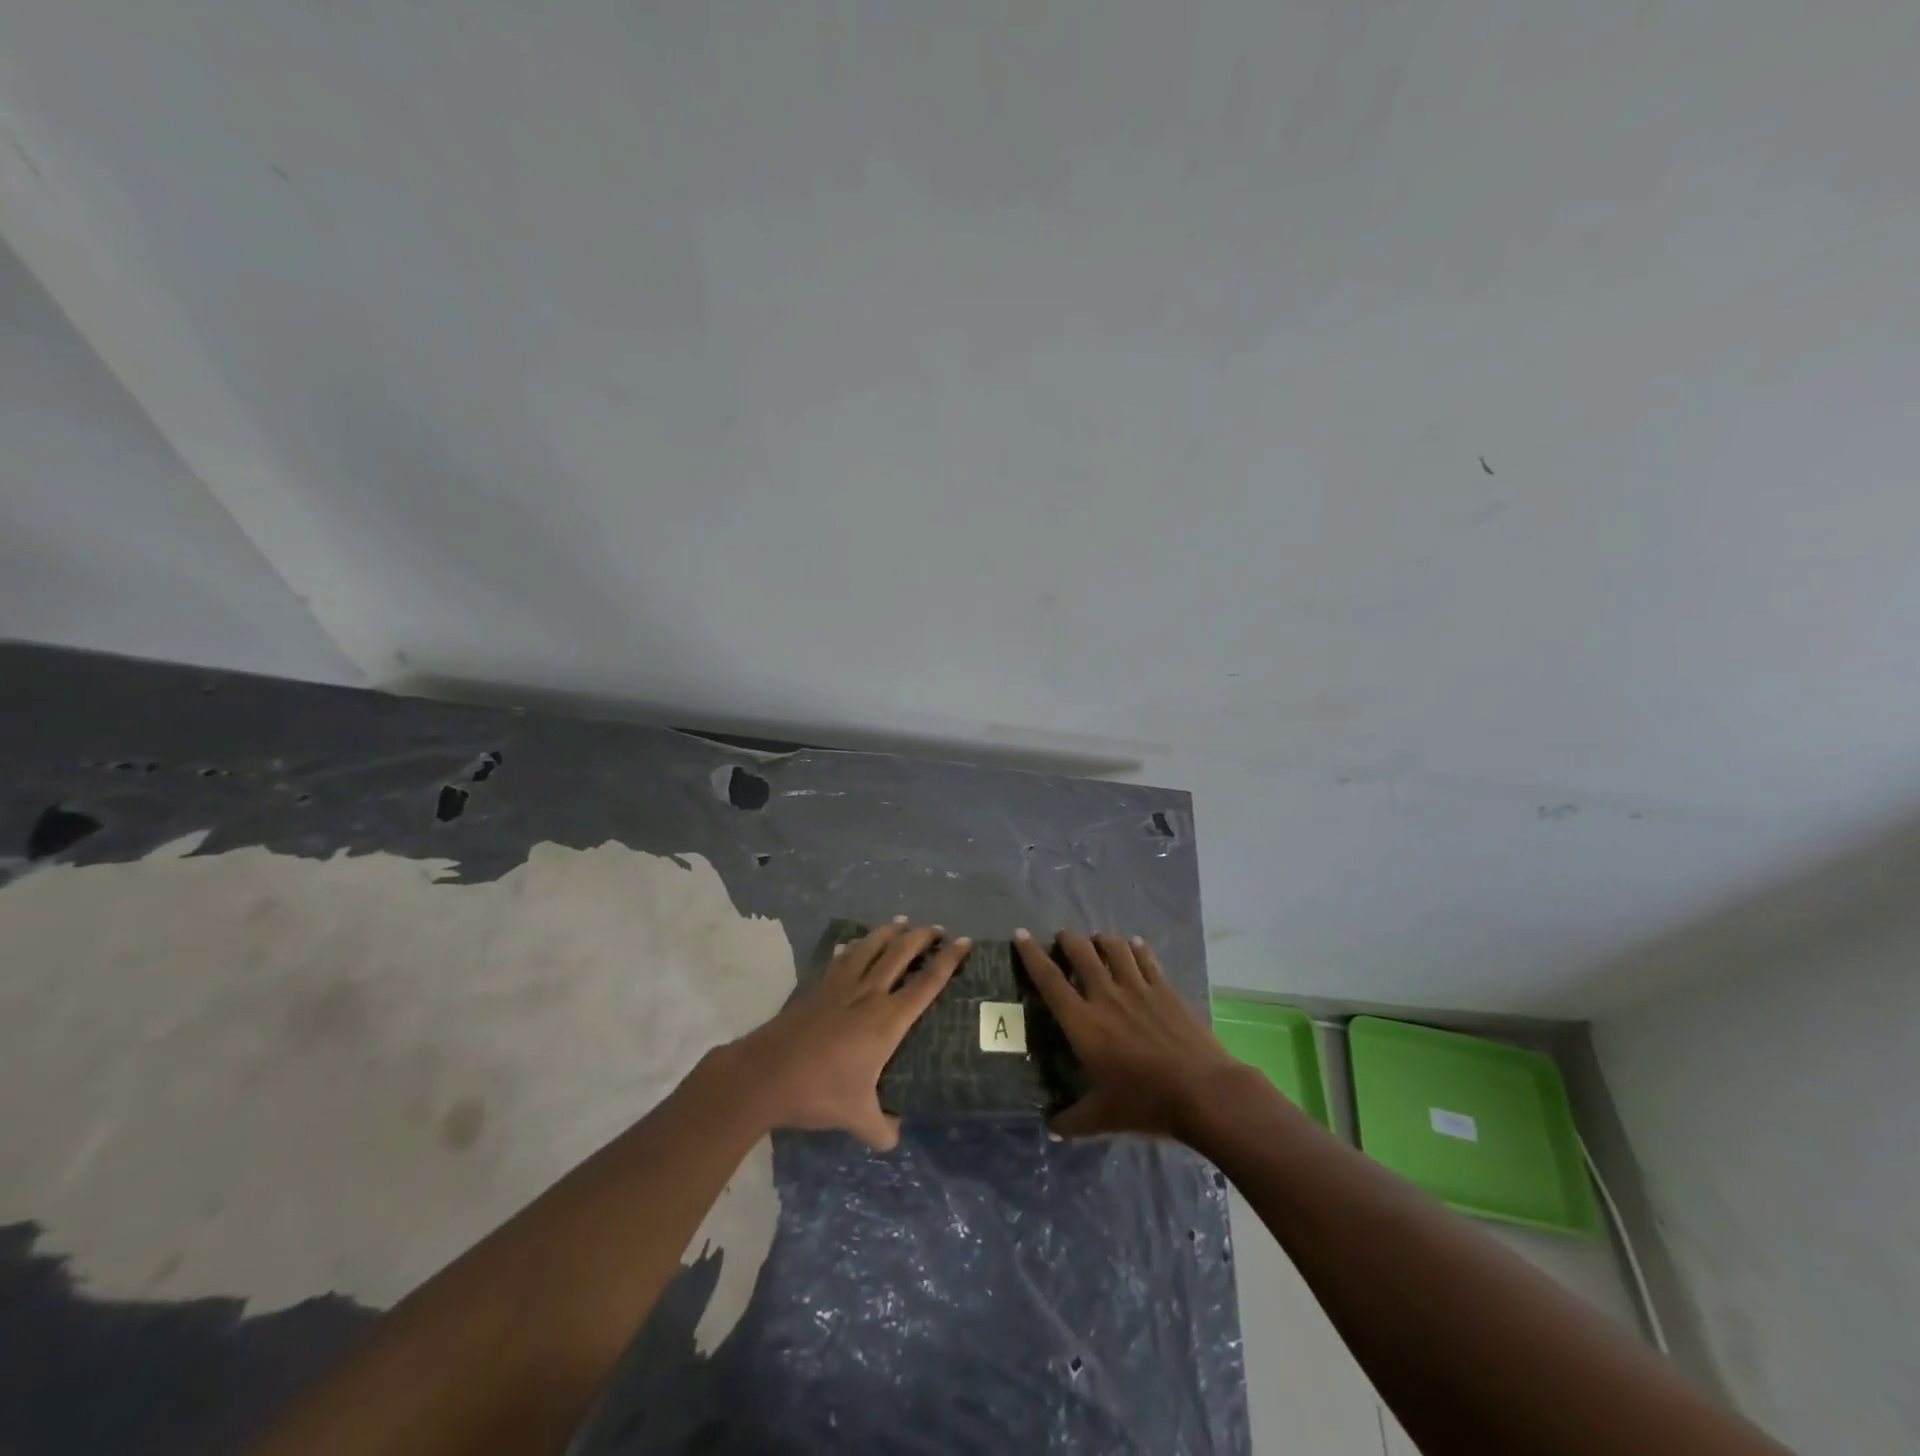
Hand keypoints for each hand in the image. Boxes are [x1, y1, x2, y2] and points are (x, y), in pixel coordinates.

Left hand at [729, 918, 970, 1150]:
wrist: (765, 1074)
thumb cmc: (818, 1092)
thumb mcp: (857, 1118)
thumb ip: (882, 1129)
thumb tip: (895, 1136)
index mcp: (887, 1020)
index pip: (927, 983)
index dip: (949, 960)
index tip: (964, 942)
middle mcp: (868, 994)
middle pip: (901, 953)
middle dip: (922, 937)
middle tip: (937, 929)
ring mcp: (840, 986)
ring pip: (870, 947)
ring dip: (889, 932)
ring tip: (901, 921)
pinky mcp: (817, 987)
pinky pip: (841, 959)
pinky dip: (852, 947)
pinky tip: (853, 945)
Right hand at [1014, 929, 1243, 1140]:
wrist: (1202, 1091)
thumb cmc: (1145, 1103)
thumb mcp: (1104, 1118)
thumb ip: (1074, 1121)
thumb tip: (1052, 1128)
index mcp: (1083, 1023)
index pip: (1049, 981)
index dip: (1032, 955)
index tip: (1021, 934)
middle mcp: (1106, 996)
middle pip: (1081, 954)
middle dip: (1068, 939)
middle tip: (1062, 936)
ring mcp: (1138, 989)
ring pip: (1114, 949)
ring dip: (1102, 940)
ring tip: (1097, 939)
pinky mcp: (1165, 990)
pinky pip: (1146, 959)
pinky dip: (1137, 948)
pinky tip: (1134, 944)